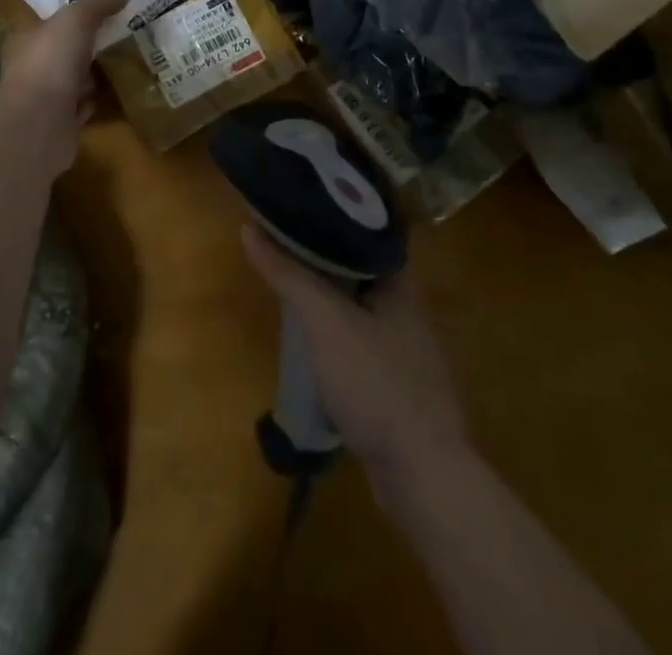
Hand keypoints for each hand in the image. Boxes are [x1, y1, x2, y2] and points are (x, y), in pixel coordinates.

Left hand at [0, 0, 127, 125]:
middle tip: (120, 35)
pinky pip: (80, 107)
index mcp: (27, 39)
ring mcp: (44, 98)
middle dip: (86, 45)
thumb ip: (97, 4)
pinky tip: (111, 95)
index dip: (73, 15)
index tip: (102, 11)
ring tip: (122, 63)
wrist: (40, 122)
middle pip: (62, 51)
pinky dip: (94, 102)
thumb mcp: (75, 19)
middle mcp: (31, 68)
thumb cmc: (51, 61)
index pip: (49, 22)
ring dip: (92, 74)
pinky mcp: (59, 124)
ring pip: (72, 80)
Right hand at [242, 223, 469, 490]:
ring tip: (288, 277)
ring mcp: (403, 345)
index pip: (368, 226)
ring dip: (327, 290)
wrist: (422, 475)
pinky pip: (358, 336)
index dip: (334, 209)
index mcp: (399, 279)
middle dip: (323, 249)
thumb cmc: (376, 382)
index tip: (301, 196)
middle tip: (283, 234)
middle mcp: (406, 305)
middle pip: (360, 262)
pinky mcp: (394, 380)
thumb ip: (289, 274)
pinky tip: (309, 334)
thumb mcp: (325, 321)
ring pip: (358, 301)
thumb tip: (249, 226)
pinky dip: (333, 327)